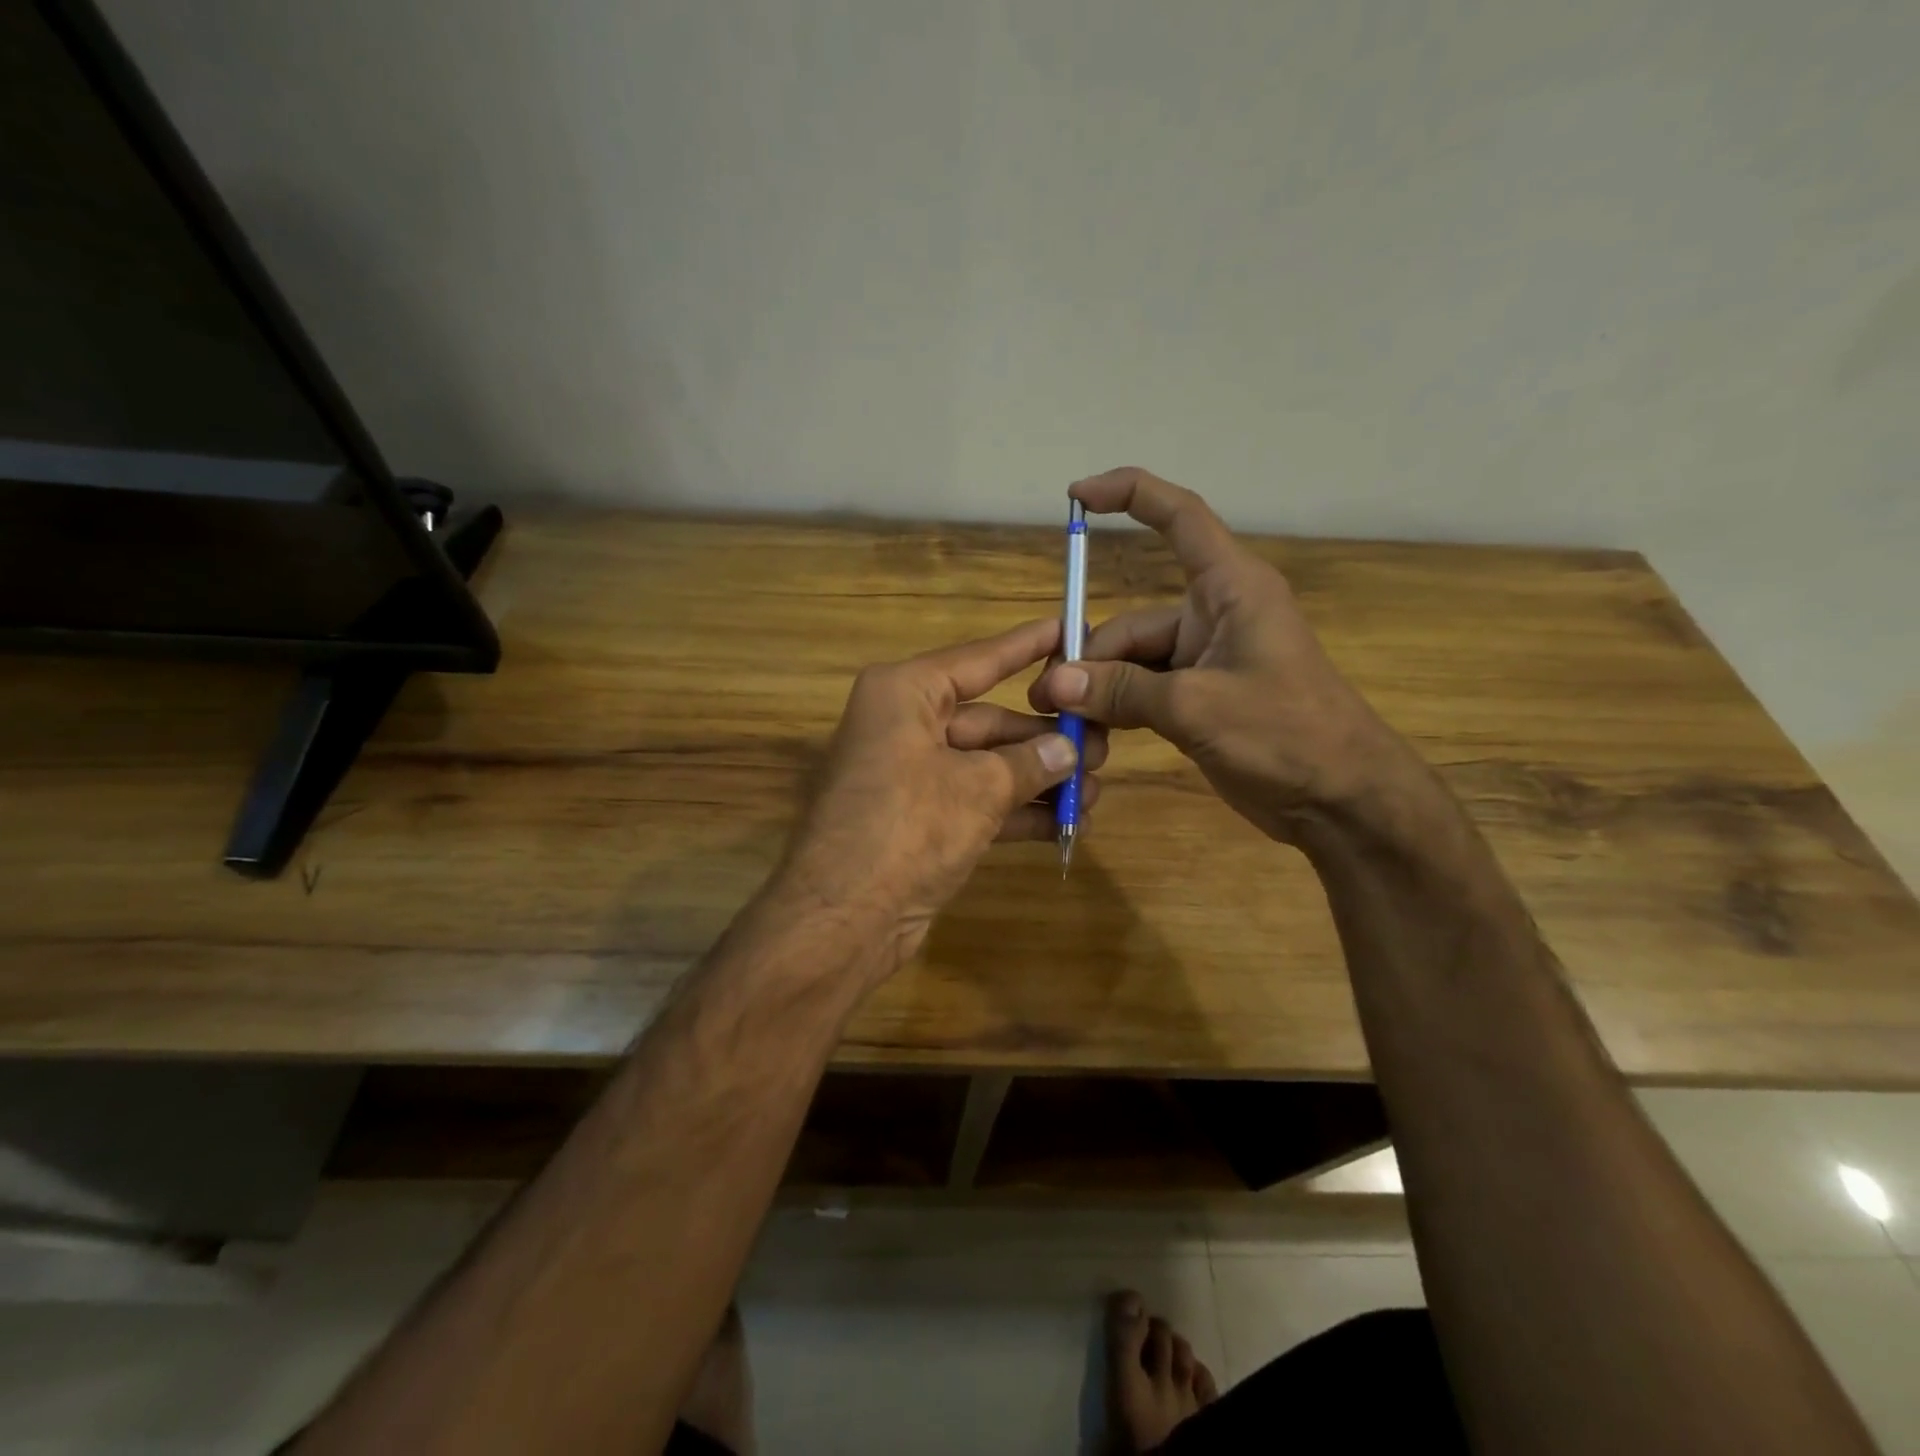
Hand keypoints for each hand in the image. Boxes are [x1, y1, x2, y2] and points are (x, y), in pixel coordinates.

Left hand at [779, 618, 1107, 975]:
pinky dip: (1016, 811)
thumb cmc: (908, 827)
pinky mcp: (918, 820)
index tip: (1070, 628)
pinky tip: (1066, 823)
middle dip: (1045, 737)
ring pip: (986, 765)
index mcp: (905, 694)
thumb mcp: (978, 789)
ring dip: (1038, 779)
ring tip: (1096, 788)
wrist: (843, 918)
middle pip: (988, 720)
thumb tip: (1069, 750)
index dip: (1027, 646)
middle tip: (1103, 744)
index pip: (979, 660)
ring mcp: (910, 776)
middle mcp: (904, 726)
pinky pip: (976, 802)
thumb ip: (1029, 764)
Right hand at [1029, 467, 1414, 843]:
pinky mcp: (1200, 699)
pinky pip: (1144, 692)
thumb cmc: (1287, 736)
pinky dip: (1118, 710)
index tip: (1076, 498)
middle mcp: (1214, 616)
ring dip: (1099, 692)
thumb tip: (1054, 682)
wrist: (1342, 800)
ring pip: (1132, 663)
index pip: (1179, 518)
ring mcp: (1206, 661)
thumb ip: (1123, 691)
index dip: (1129, 495)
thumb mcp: (1197, 707)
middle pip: (1132, 621)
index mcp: (1230, 589)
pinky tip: (1093, 737)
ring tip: (1066, 727)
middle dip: (1089, 658)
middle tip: (1047, 700)